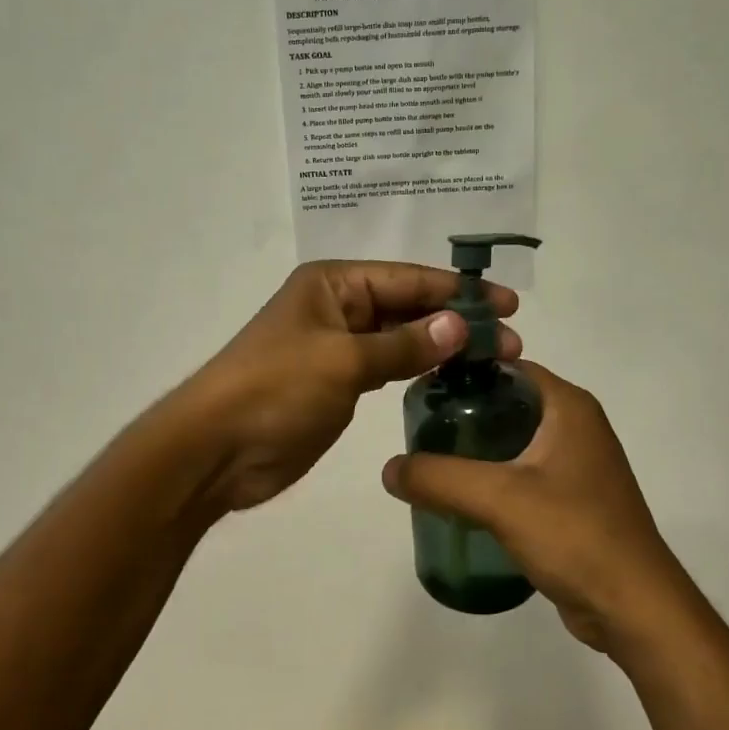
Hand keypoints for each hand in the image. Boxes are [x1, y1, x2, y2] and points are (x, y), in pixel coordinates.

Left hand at [181, 261, 520, 512]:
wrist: (216, 450)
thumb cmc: (276, 390)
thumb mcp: (343, 361)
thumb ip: (403, 344)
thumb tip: (459, 326)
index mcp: (333, 285)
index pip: (407, 279)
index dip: (458, 291)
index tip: (508, 304)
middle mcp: (337, 308)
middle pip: (407, 307)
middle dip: (456, 321)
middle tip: (512, 342)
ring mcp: (337, 347)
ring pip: (400, 339)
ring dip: (441, 347)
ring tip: (493, 361)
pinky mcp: (337, 384)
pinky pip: (386, 368)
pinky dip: (417, 370)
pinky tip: (451, 378)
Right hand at [381, 362, 682, 651]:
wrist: (634, 607)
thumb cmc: (575, 535)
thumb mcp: (499, 499)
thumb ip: (439, 478)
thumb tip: (389, 469)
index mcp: (568, 406)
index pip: (507, 367)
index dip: (464, 372)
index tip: (422, 387)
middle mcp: (576, 426)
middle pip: (507, 402)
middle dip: (463, 413)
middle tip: (418, 429)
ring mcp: (577, 464)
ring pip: (514, 441)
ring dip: (476, 448)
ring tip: (430, 461)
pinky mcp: (573, 499)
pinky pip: (522, 474)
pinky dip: (492, 478)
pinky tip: (461, 497)